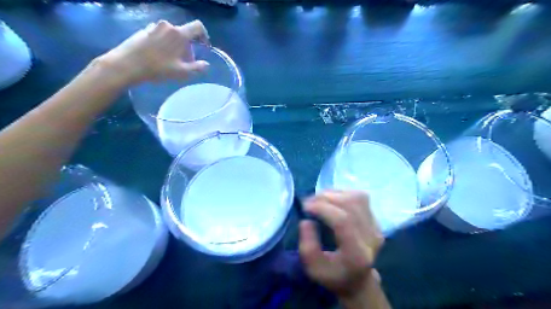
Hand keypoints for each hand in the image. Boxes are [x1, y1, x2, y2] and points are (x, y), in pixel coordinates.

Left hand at [96, 18, 208, 85]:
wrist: (127, 64)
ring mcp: (154, 26)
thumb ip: (197, 68)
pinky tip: (159, 57)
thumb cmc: (157, 68)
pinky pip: (161, 35)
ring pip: (172, 35)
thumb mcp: (181, 72)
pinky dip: (165, 44)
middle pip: (184, 33)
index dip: (204, 35)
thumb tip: (206, 64)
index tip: (204, 46)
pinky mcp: (144, 30)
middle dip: (188, 47)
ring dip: (176, 46)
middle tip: (186, 62)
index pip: (198, 26)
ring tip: (172, 61)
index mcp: (179, 34)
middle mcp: (167, 26)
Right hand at [299, 189, 383, 300]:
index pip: (343, 221)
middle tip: (309, 202)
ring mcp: (376, 227)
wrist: (357, 280)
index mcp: (357, 254)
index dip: (323, 208)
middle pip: (351, 204)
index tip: (305, 207)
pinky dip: (342, 194)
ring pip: (357, 197)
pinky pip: (359, 197)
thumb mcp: (313, 268)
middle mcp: (371, 237)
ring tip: (319, 200)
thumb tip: (307, 220)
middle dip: (326, 198)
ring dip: (334, 194)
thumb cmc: (333, 275)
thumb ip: (307, 245)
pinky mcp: (375, 219)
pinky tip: (331, 200)